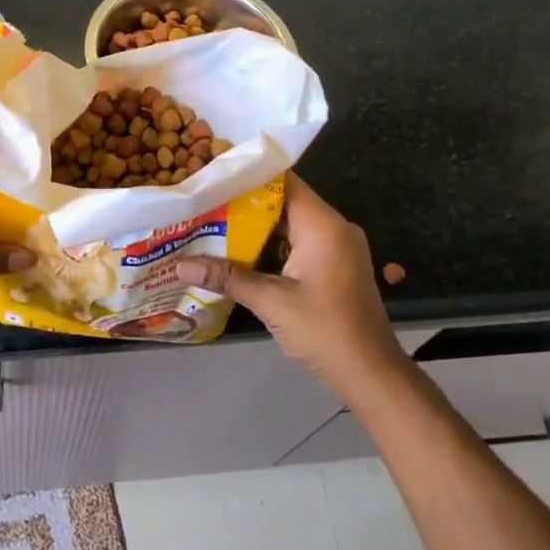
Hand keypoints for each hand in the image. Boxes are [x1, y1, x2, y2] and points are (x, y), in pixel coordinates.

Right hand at [175, 174, 405, 397]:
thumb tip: (179, 265)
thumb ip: (226, 277)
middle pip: (286, 200)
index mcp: (323, 225)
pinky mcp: (337, 264)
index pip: (284, 181)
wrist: (371, 374)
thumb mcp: (271, 302)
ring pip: (292, 223)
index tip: (214, 175)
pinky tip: (242, 252)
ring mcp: (339, 246)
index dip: (249, 175)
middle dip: (246, 202)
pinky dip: (274, 243)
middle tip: (206, 201)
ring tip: (215, 223)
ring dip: (258, 225)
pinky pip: (301, 241)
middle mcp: (335, 227)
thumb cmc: (324, 331)